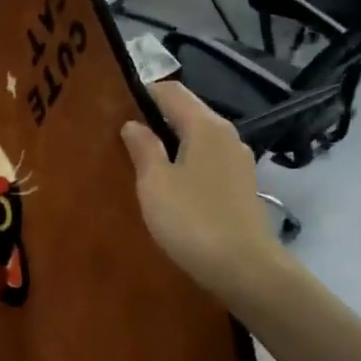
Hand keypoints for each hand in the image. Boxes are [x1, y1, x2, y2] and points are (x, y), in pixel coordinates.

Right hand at [120, 82, 282, 303]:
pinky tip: (170, 185)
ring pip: (198, 138)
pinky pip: (207, 161)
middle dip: (155, 118)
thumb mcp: (155, 183)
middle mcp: (227, 135)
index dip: (142, 92)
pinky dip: (186, 163)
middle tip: (121, 135)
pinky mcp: (242, 186)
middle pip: (187, 112)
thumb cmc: (193, 220)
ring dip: (171, 143)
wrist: (245, 269)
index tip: (115, 105)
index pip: (171, 91)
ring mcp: (238, 161)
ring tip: (141, 160)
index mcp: (205, 126)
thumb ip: (143, 148)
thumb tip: (133, 124)